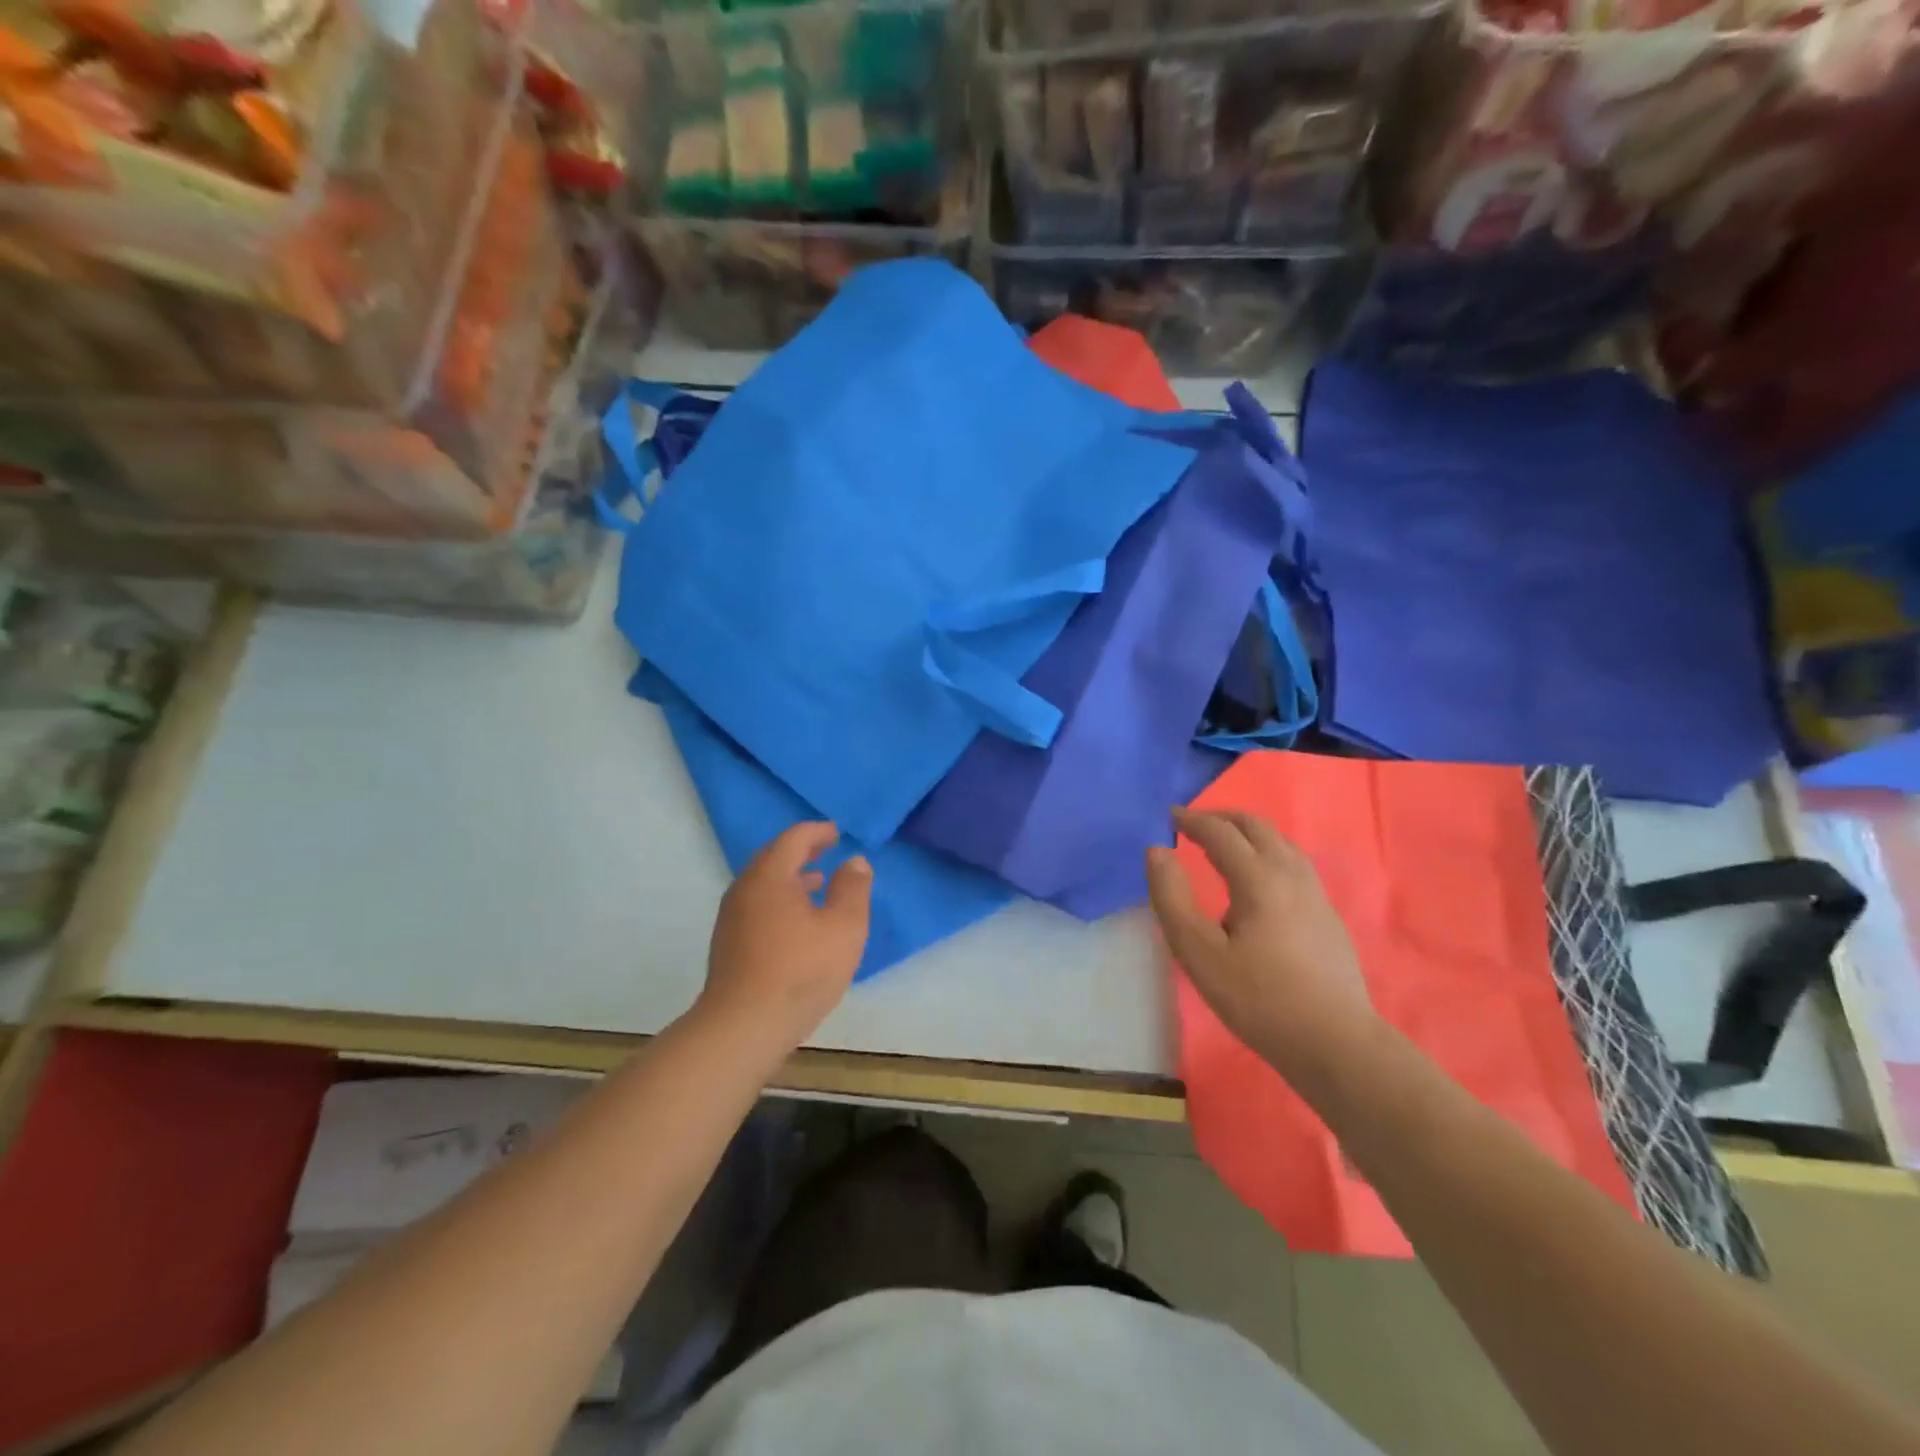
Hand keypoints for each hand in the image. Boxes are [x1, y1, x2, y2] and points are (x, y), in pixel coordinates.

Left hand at [698, 822, 871, 1055]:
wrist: (742, 1027)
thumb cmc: (800, 971)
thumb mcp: (844, 928)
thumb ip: (853, 889)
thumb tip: (854, 861)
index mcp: (770, 876)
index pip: (793, 839)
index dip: (818, 832)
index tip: (837, 833)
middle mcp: (745, 889)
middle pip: (773, 857)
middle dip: (802, 851)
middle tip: (826, 849)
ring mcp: (732, 918)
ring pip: (763, 884)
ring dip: (790, 877)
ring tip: (816, 882)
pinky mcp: (729, 945)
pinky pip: (757, 905)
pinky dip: (779, 899)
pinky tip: (797, 922)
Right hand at [1146, 808, 1376, 1086]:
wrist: (1335, 1042)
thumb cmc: (1258, 999)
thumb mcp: (1198, 953)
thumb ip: (1171, 898)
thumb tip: (1156, 851)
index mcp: (1259, 879)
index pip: (1221, 833)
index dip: (1192, 820)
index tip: (1169, 816)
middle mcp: (1291, 874)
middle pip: (1257, 827)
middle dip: (1222, 818)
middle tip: (1193, 824)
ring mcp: (1315, 893)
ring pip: (1280, 842)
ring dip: (1248, 833)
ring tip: (1223, 845)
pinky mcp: (1327, 915)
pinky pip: (1293, 862)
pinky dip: (1266, 852)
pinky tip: (1258, 879)